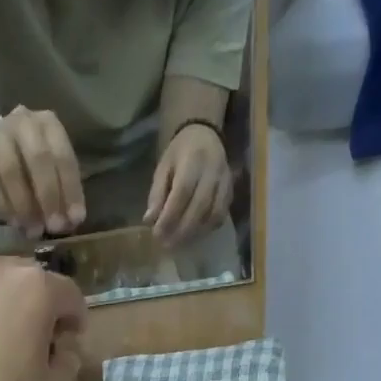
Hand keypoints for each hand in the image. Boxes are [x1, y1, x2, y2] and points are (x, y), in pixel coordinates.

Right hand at [0, 107, 86, 239]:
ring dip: (24, 206)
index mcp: (48, 123)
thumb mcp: (48, 167)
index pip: (63, 156)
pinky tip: (14, 223)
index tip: (74, 220)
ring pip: (11, 170)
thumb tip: (71, 221)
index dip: (70, 190)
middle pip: (38, 159)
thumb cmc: (25, 160)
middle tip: (53, 227)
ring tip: (32, 230)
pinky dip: (3, 205)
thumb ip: (60, 189)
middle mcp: (22, 122)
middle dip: (48, 197)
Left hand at [145, 123, 231, 247]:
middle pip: (199, 207)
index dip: (169, 217)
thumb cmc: (179, 153)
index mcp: (192, 161)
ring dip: (196, 233)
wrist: (205, 134)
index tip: (157, 234)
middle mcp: (212, 171)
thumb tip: (149, 220)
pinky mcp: (231, 190)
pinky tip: (195, 235)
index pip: (181, 194)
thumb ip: (157, 194)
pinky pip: (221, 214)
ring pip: (213, 214)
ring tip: (180, 244)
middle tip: (167, 246)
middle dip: (182, 230)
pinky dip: (208, 228)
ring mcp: (224, 181)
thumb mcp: (163, 168)